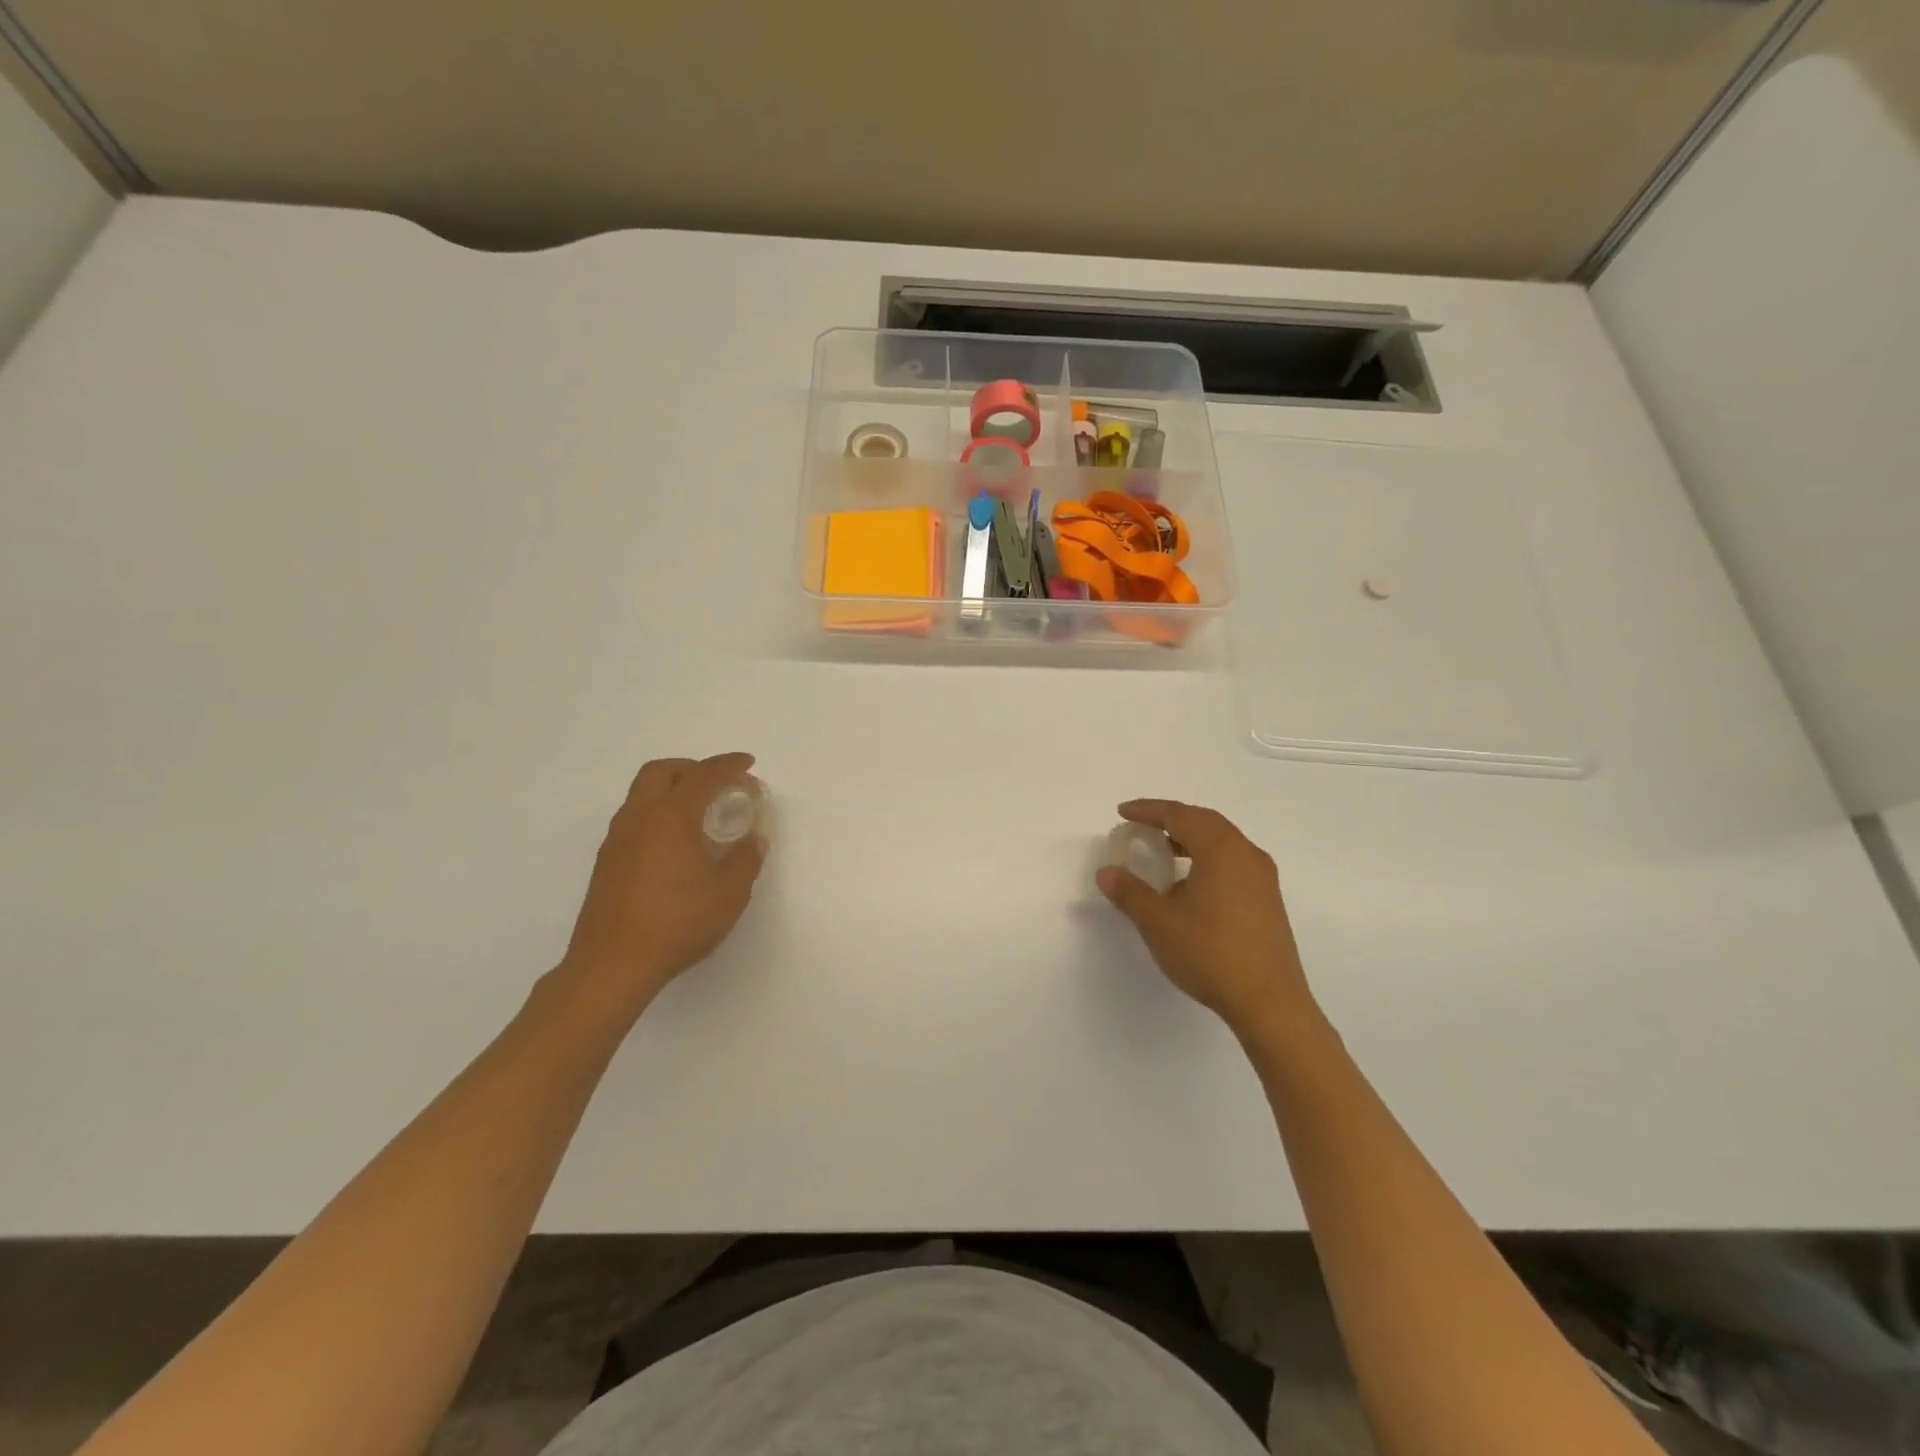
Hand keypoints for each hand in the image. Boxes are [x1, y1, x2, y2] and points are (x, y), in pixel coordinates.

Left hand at [562, 753, 766, 1012]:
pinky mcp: (606, 862)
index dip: (728, 765)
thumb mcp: (728, 894)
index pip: (703, 775)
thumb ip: (746, 860)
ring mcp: (617, 840)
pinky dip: (657, 814)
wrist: (612, 965)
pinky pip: (634, 818)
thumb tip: (754, 840)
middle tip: (717, 783)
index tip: (748, 764)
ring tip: (698, 813)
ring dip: (671, 790)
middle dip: (692, 768)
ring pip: (641, 794)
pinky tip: (674, 844)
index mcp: (671, 817)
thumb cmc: (677, 923)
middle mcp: (639, 818)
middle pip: (661, 772)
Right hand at [1096, 800, 1317, 1043]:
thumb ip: (1130, 892)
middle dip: (1171, 820)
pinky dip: (1206, 859)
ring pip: (1222, 843)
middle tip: (1142, 828)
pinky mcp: (1268, 900)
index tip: (1122, 813)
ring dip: (1190, 840)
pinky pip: (1232, 863)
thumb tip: (1107, 872)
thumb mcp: (1158, 922)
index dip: (1148, 810)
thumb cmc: (1210, 953)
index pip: (1180, 815)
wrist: (1269, 1003)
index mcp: (1222, 849)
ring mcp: (1262, 878)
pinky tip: (1190, 886)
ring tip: (1163, 854)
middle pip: (1205, 822)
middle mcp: (1246, 854)